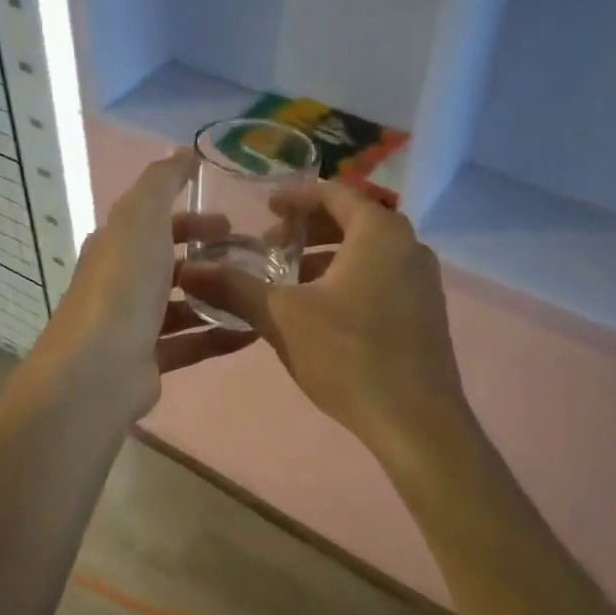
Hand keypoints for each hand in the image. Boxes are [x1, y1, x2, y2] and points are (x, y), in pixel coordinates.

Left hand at [28, 150, 256, 420]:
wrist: (98, 370)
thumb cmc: (122, 286)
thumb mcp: (141, 218)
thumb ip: (162, 182)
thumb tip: (182, 150)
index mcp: (115, 246)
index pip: (154, 223)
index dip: (190, 219)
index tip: (230, 222)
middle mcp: (121, 283)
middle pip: (169, 265)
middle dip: (209, 259)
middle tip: (252, 259)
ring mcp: (133, 325)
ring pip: (182, 306)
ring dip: (218, 297)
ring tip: (260, 293)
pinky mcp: (148, 362)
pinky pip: (191, 343)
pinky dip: (220, 335)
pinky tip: (254, 331)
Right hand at [177, 181, 467, 451]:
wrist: (415, 422)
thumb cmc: (349, 355)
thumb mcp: (282, 317)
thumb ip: (234, 287)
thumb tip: (188, 270)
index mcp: (379, 232)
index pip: (334, 193)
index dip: (296, 196)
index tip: (266, 208)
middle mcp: (409, 246)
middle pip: (353, 220)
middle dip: (309, 229)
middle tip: (272, 246)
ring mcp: (424, 282)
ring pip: (369, 253)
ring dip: (328, 257)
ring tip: (291, 279)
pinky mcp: (427, 314)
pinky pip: (383, 278)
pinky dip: (350, 279)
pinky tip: (323, 312)